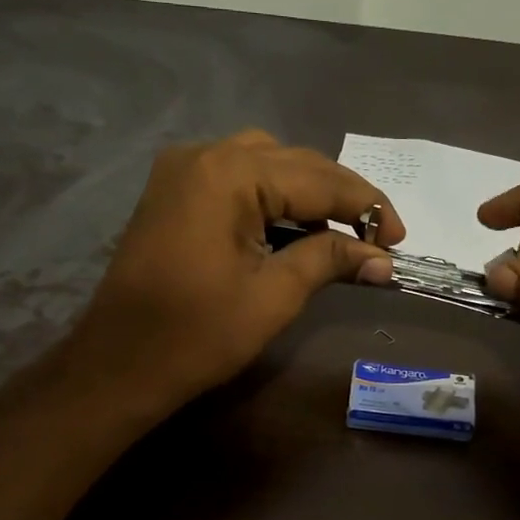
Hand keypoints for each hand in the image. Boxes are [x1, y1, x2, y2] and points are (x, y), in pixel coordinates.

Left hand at [63, 130, 402, 409]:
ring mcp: (181, 171)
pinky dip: (270, 200)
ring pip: (264, 165)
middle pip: (293, 163)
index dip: (365, 206)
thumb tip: (382, 259)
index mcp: (229, 174)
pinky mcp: (172, 193)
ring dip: (306, 194)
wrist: (120, 364)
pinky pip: (235, 180)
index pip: (318, 178)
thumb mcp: (274, 296)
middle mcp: (204, 155)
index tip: (399, 239)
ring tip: (336, 236)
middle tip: (375, 239)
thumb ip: (329, 261)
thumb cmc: (198, 335)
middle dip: (339, 198)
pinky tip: (291, 230)